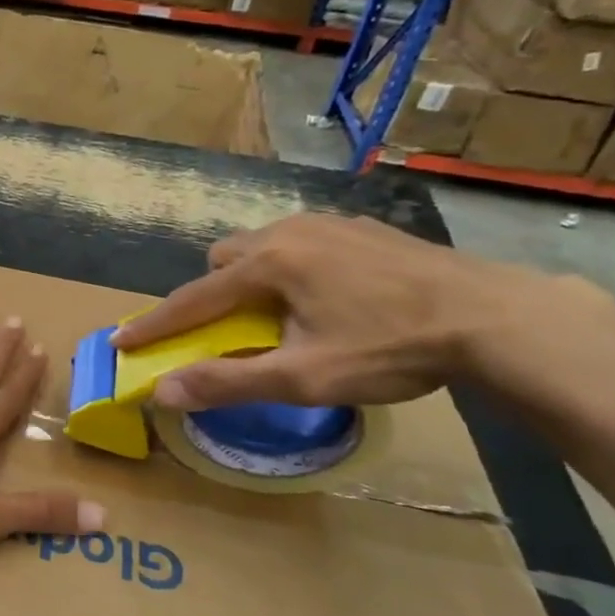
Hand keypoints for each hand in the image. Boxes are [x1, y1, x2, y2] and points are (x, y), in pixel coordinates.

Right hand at [109, 214, 614, 410]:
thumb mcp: (305, 377)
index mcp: (268, 264)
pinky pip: (302, 241)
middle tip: (230, 330)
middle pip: (223, 259)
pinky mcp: (362, 228)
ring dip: (252, 277)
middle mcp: (288, 231)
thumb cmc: (390, 348)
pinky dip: (292, 267)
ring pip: (263, 246)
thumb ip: (229, 382)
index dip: (153, 325)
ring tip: (281, 313)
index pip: (192, 300)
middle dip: (212, 293)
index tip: (120, 340)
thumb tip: (163, 392)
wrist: (494, 317)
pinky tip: (328, 296)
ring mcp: (329, 223)